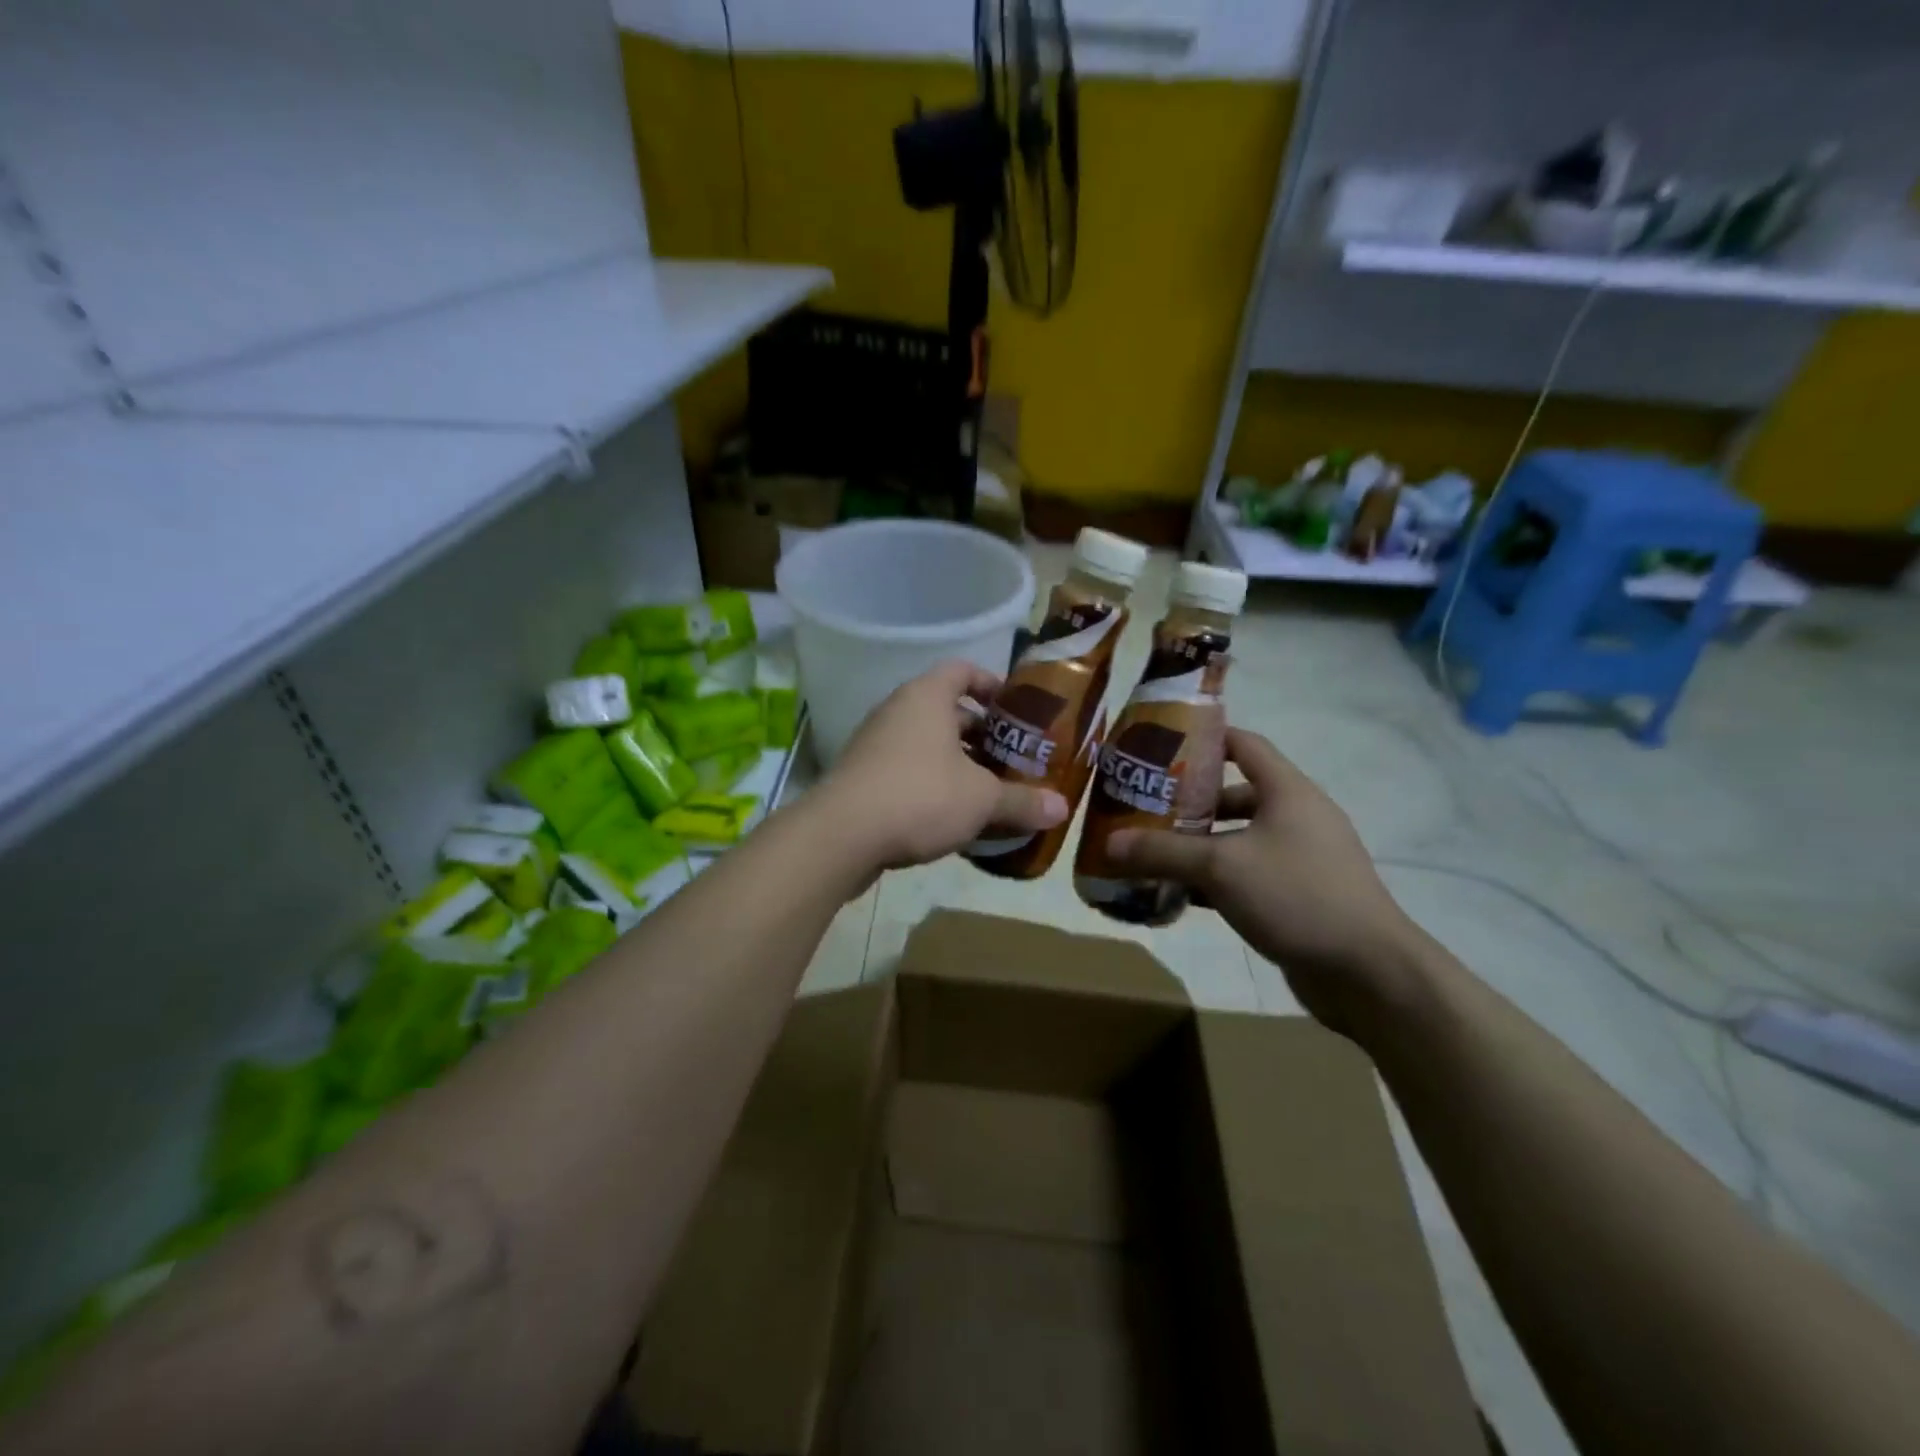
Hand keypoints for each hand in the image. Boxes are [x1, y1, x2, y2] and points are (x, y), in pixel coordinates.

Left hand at [819, 660, 1067, 874]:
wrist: (842, 835)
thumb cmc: (920, 796)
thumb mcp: (982, 799)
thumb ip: (1022, 800)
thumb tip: (1063, 809)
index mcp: (926, 697)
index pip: (963, 670)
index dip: (991, 684)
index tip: (1015, 710)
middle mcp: (897, 710)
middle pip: (945, 709)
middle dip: (979, 732)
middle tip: (1010, 756)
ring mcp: (874, 743)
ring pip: (925, 742)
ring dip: (955, 760)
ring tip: (986, 788)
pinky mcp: (860, 776)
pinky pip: (905, 768)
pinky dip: (930, 781)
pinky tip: (950, 814)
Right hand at [1105, 729, 1424, 1028]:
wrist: (1369, 973)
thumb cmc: (1296, 895)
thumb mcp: (1221, 867)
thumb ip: (1163, 852)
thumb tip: (1109, 843)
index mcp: (1288, 791)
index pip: (1245, 744)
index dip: (1205, 738)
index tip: (1160, 745)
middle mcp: (1297, 817)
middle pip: (1236, 794)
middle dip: (1190, 801)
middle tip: (1143, 806)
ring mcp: (1301, 858)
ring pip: (1239, 839)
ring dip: (1199, 845)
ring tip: (1152, 851)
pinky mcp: (1299, 896)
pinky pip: (1248, 875)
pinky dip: (1216, 880)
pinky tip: (1180, 894)